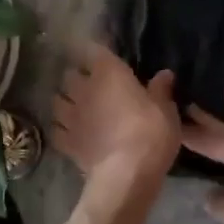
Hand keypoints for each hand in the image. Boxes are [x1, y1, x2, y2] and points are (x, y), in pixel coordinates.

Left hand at [51, 42, 179, 184]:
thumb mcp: (166, 110)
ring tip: (76, 107)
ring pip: (58, 100)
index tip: (103, 55)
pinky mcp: (65, 142)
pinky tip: (70, 133)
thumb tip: (164, 74)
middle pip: (71, 75)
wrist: (126, 174)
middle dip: (78, 77)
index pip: (95, 49)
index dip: (97, 51)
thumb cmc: (150, 133)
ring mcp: (70, 116)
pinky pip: (57, 130)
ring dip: (66, 101)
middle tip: (91, 84)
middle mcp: (84, 89)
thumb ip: (161, 90)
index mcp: (109, 73)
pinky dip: (62, 129)